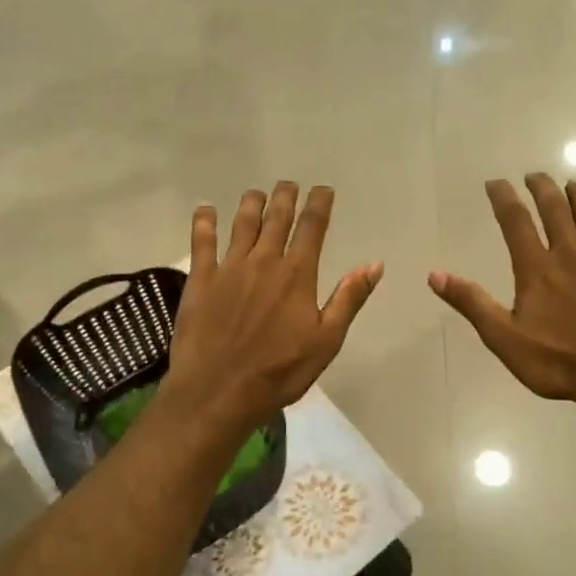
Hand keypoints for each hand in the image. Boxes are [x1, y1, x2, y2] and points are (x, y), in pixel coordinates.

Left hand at [167, 182, 382, 431]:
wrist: (219, 391)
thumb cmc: (279, 372)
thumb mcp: (326, 341)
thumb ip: (349, 299)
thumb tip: (374, 264)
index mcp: (297, 275)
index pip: (312, 228)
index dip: (319, 205)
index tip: (323, 189)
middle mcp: (264, 261)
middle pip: (276, 219)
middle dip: (285, 197)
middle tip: (289, 184)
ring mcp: (229, 268)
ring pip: (242, 224)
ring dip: (250, 204)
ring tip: (256, 192)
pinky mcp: (200, 280)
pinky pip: (201, 242)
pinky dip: (204, 222)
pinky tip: (205, 209)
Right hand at [430, 176, 575, 414]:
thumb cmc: (558, 361)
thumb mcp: (504, 338)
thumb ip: (472, 303)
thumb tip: (435, 274)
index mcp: (537, 269)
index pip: (516, 223)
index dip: (504, 199)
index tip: (495, 182)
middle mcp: (570, 256)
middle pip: (556, 212)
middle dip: (543, 189)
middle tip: (535, 175)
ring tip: (574, 182)